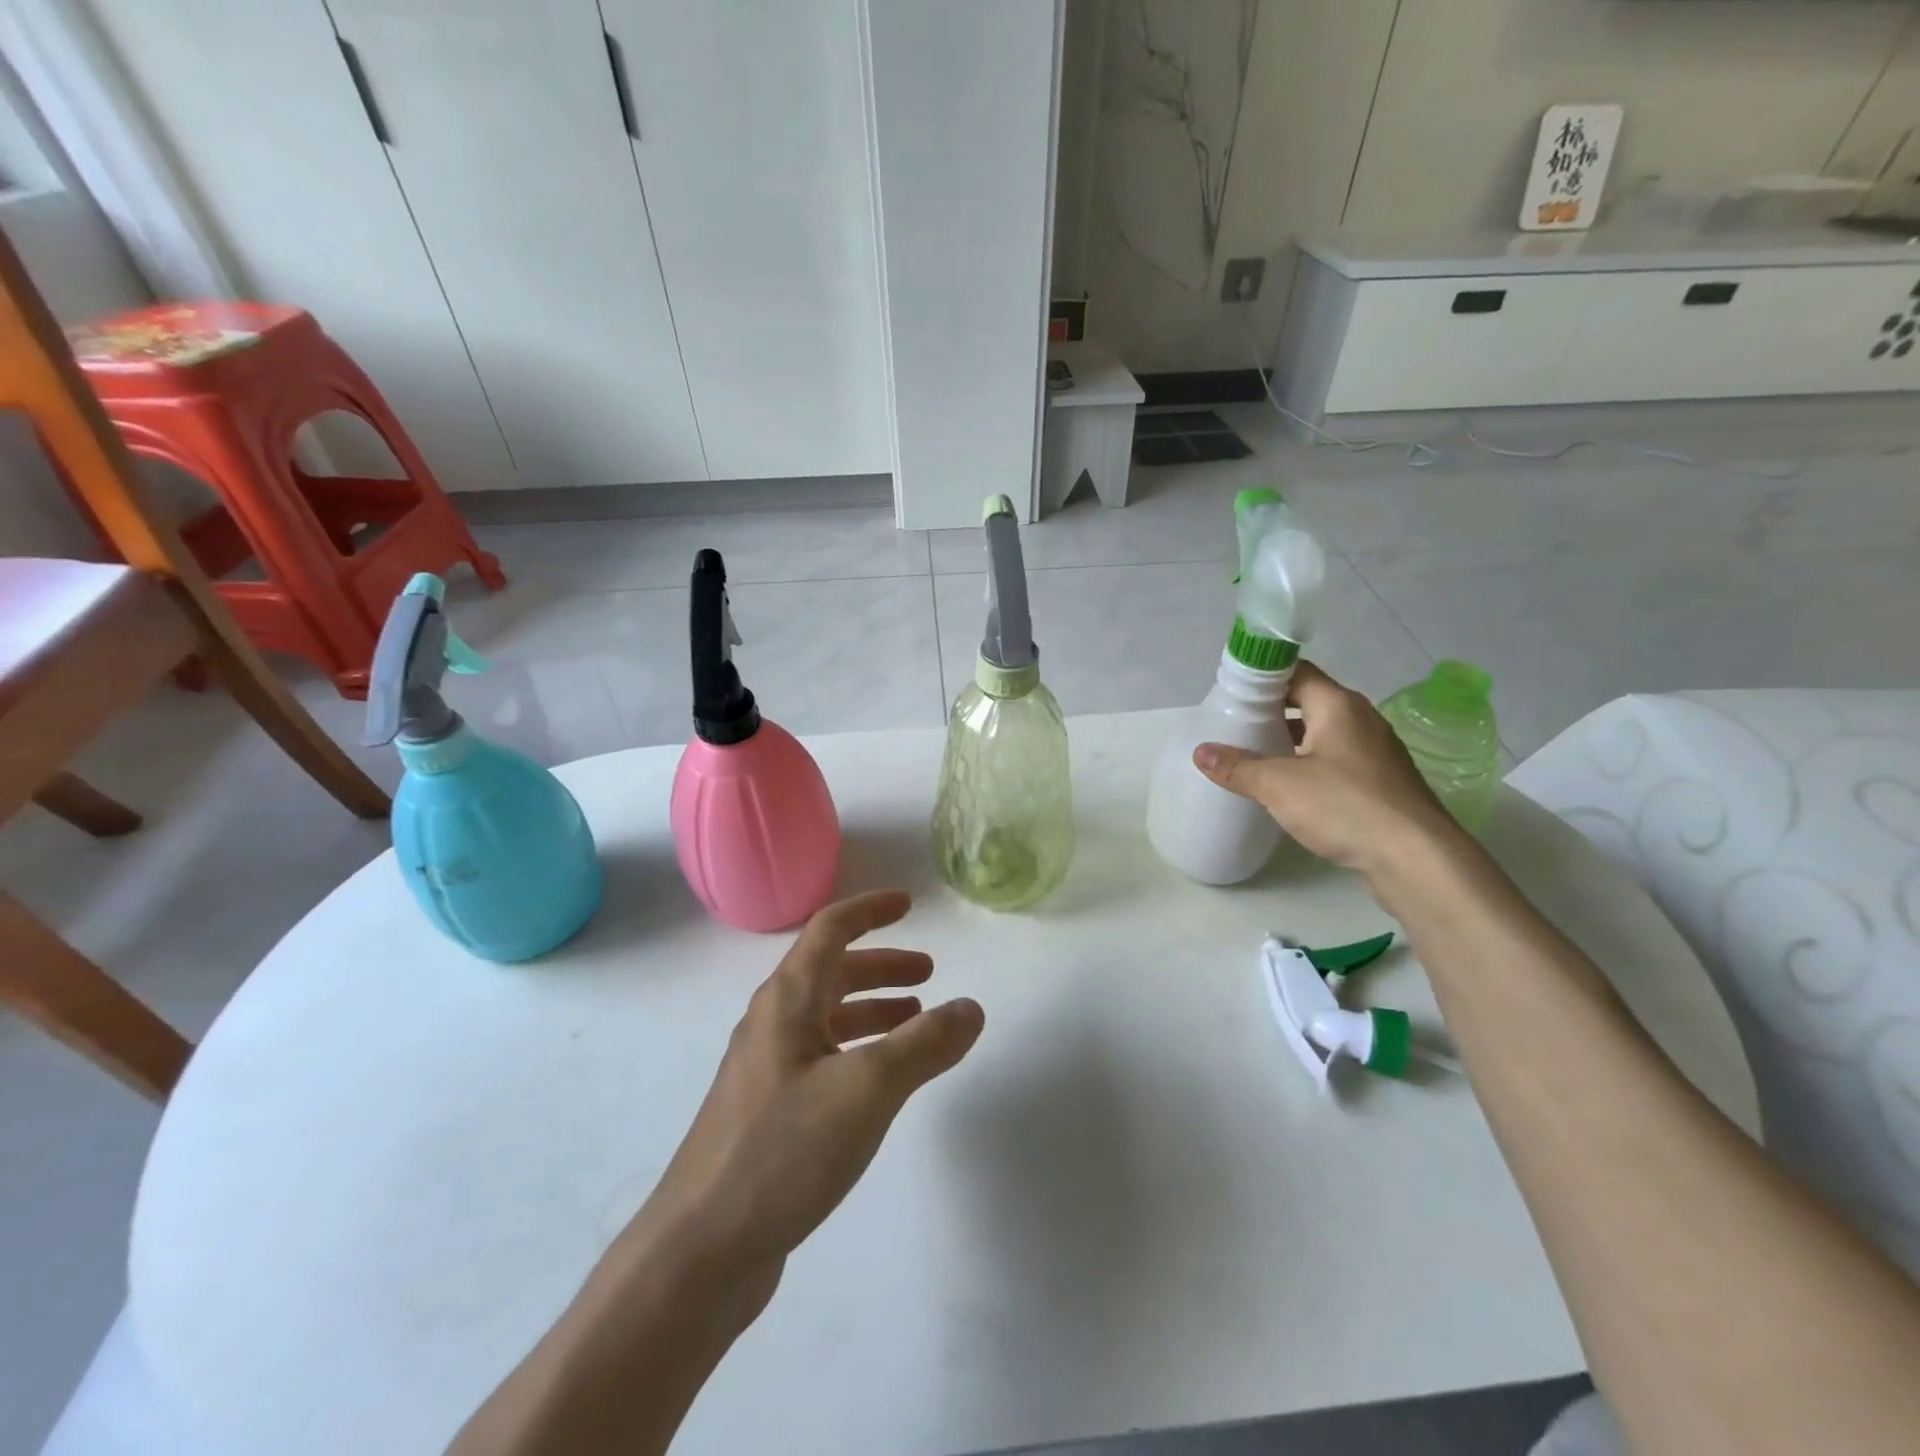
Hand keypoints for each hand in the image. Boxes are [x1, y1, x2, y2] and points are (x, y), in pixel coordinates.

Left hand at [629, 890, 983, 1305]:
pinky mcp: (769, 1112)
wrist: (700, 1251)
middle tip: (928, 973)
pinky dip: (860, 1050)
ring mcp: (767, 1069)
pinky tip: (881, 1081)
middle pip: (831, 972)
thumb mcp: (867, 1090)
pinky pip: (823, 1058)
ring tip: (917, 1021)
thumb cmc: (782, 1151)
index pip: (831, 929)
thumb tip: (971, 1008)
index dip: (870, 910)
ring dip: (873, 1009)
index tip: (908, 904)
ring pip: (828, 1017)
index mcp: (787, 1000)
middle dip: (881, 966)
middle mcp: (773, 1023)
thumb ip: (924, 1045)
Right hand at [1192, 660, 1460, 876]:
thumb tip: (1200, 752)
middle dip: (1270, 711)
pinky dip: (1307, 764)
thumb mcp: (1279, 785)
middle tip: (1232, 725)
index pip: (1296, 672)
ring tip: (1252, 755)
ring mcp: (1374, 753)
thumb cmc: (1346, 806)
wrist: (1417, 860)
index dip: (1262, 677)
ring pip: (1321, 734)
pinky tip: (1286, 788)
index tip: (1230, 693)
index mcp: (1338, 706)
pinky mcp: (1380, 784)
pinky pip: (1335, 761)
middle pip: (1307, 702)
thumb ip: (1237, 767)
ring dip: (1288, 740)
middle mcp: (1360, 720)